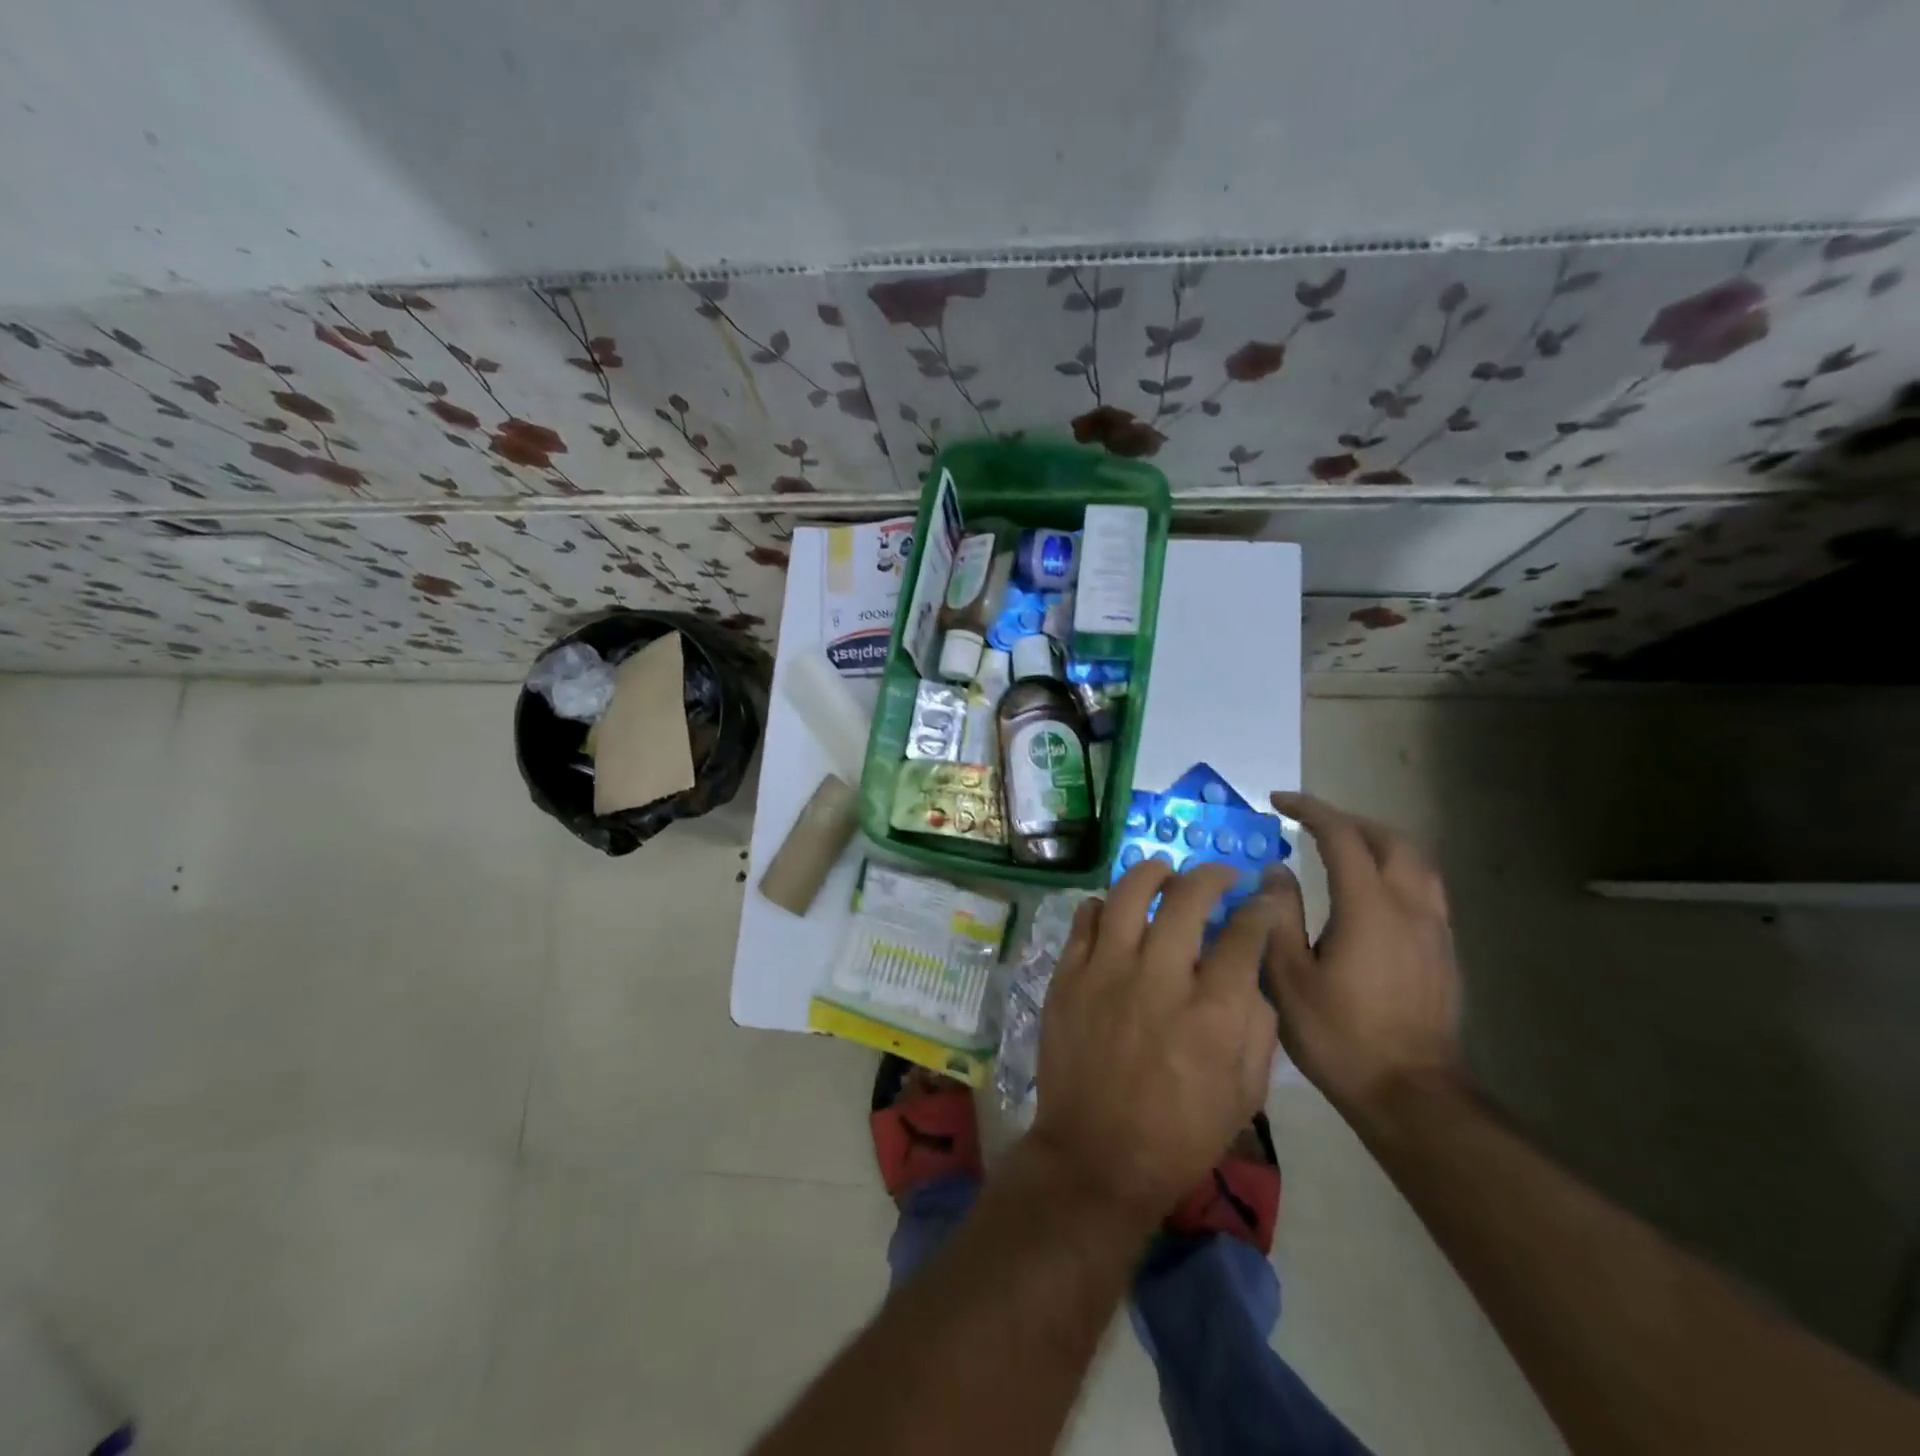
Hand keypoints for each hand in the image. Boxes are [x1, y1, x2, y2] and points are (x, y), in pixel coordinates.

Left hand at [1030, 862, 1282, 1225]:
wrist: (1096, 1157)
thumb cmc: (1180, 1134)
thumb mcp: (1245, 1095)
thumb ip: (1257, 1026)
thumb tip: (1249, 973)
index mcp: (1211, 1014)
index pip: (1244, 935)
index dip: (1259, 910)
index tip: (1261, 901)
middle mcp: (1158, 980)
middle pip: (1186, 899)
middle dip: (1211, 876)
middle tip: (1219, 876)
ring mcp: (1105, 973)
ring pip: (1128, 895)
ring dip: (1152, 874)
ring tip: (1164, 873)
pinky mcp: (1067, 977)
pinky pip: (1085, 920)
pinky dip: (1105, 906)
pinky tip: (1117, 912)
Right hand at [1263, 792, 1462, 1120]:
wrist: (1408, 1092)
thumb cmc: (1338, 1035)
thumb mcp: (1287, 977)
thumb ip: (1278, 916)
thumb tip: (1275, 871)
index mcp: (1368, 908)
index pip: (1342, 837)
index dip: (1310, 811)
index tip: (1278, 801)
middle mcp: (1409, 907)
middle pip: (1389, 840)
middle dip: (1348, 820)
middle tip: (1310, 822)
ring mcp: (1434, 929)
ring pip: (1416, 861)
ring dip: (1377, 841)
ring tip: (1343, 846)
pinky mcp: (1443, 951)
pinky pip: (1425, 887)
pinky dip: (1396, 868)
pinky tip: (1373, 890)